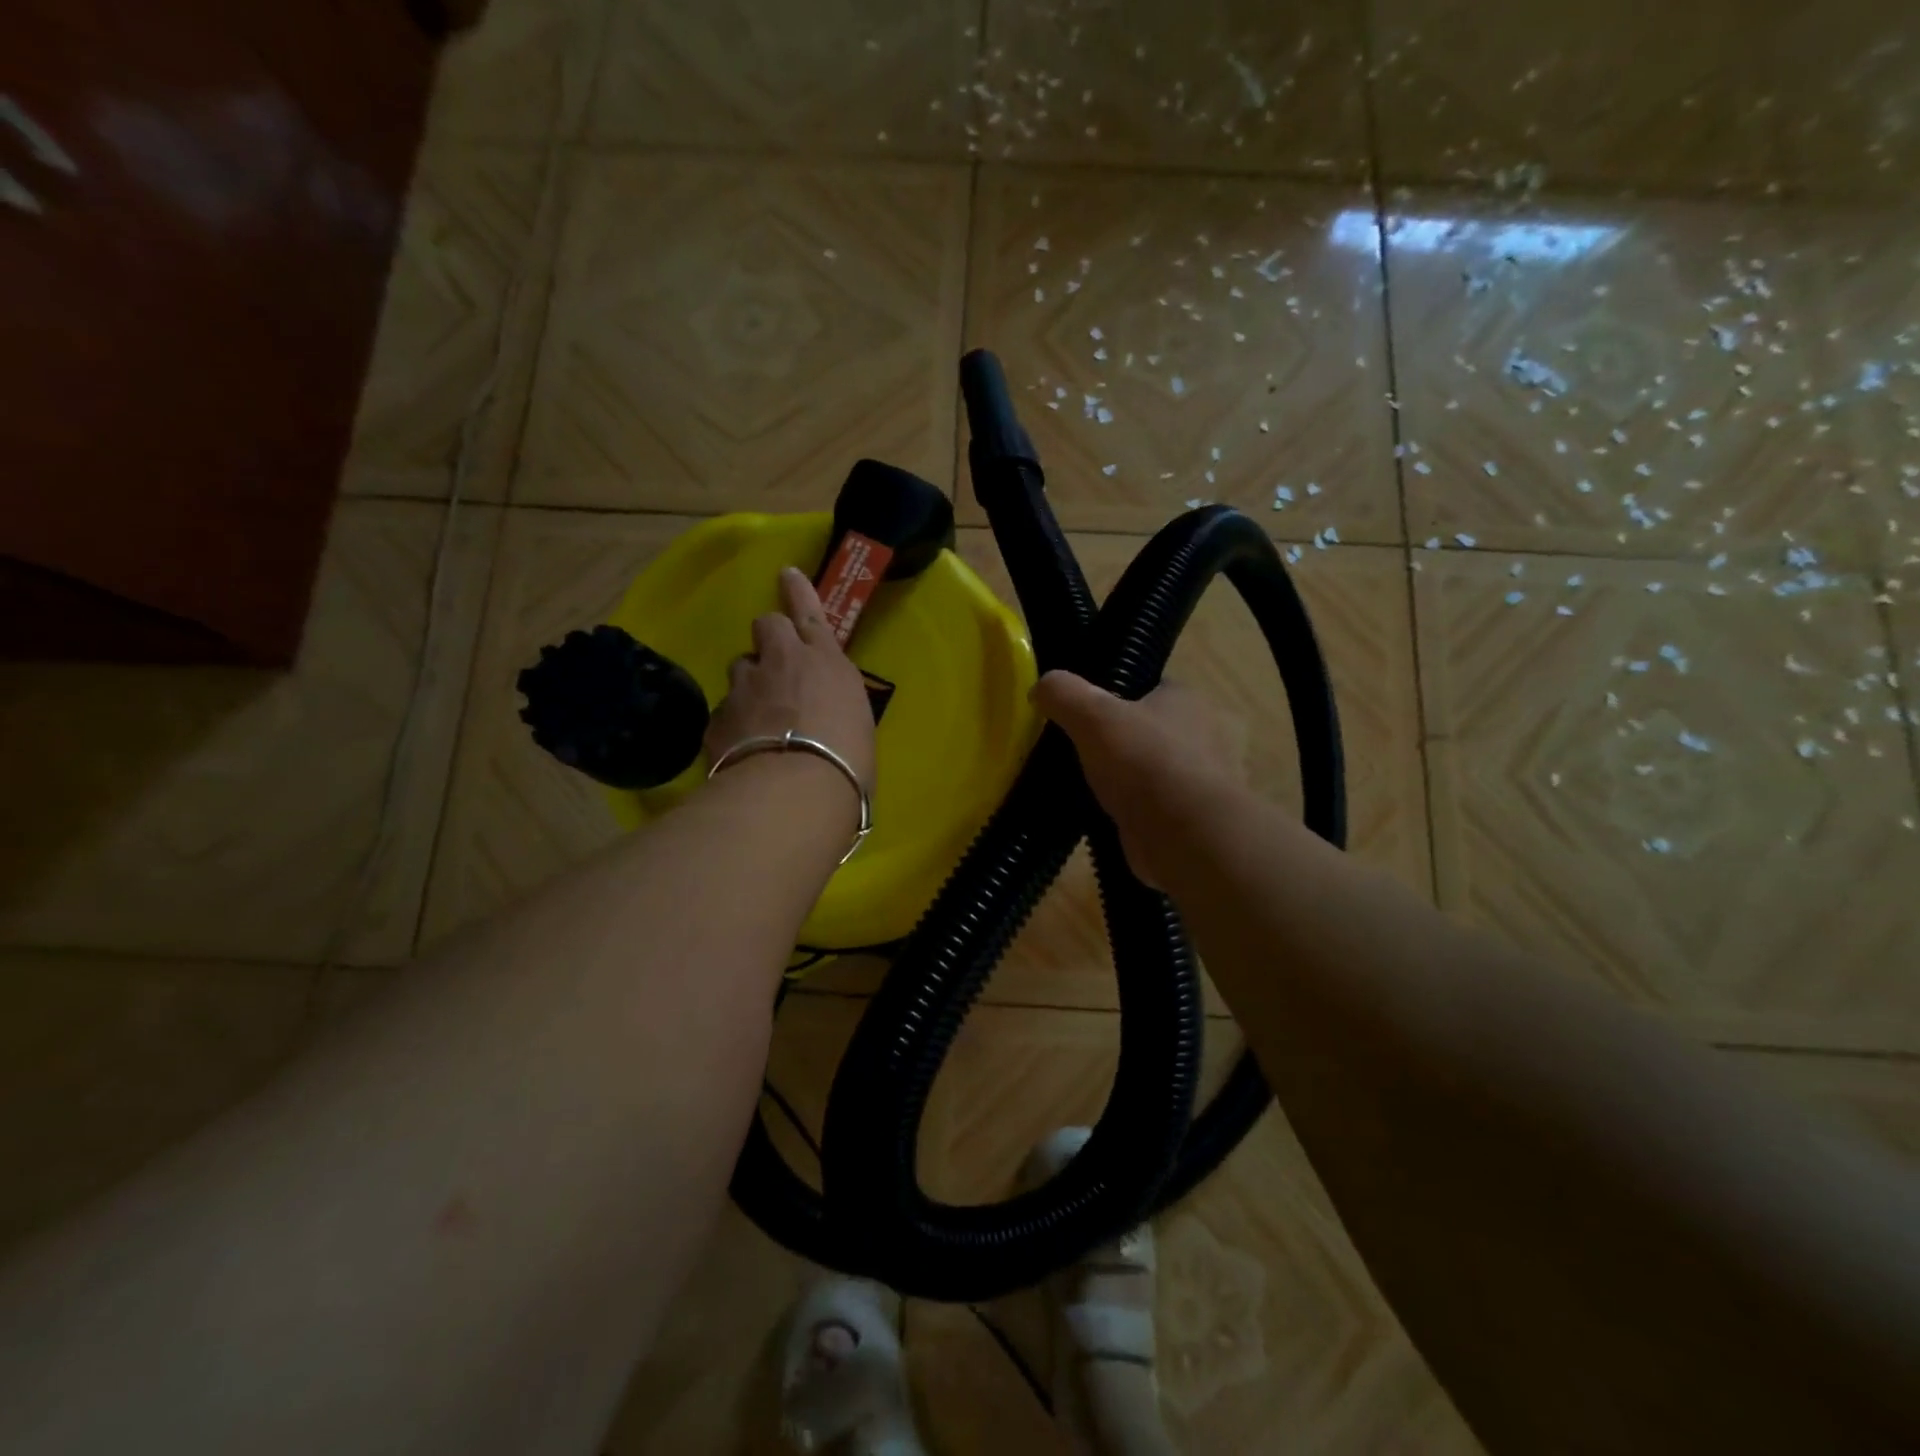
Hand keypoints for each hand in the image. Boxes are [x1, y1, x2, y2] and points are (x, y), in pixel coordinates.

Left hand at [706, 567, 876, 788]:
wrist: (796, 788)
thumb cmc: (848, 759)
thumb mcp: (855, 724)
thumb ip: (834, 707)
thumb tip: (823, 717)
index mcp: (824, 660)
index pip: (808, 612)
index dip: (797, 591)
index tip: (786, 573)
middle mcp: (781, 662)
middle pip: (765, 625)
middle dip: (769, 639)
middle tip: (776, 666)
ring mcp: (744, 687)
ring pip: (740, 668)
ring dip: (750, 684)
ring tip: (759, 717)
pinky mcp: (717, 718)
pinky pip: (725, 711)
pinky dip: (733, 725)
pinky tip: (742, 750)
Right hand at [1031, 672, 1243, 889]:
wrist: (1188, 838)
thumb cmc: (1146, 763)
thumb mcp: (1093, 715)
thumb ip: (1064, 694)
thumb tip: (1040, 686)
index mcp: (1188, 700)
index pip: (1148, 687)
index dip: (1113, 695)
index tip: (1080, 711)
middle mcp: (1203, 737)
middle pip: (1146, 731)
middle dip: (1115, 742)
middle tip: (1074, 751)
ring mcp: (1200, 783)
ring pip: (1148, 772)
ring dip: (1120, 781)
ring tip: (1080, 786)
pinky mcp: (1190, 822)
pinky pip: (1150, 809)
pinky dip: (1126, 813)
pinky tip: (1098, 818)